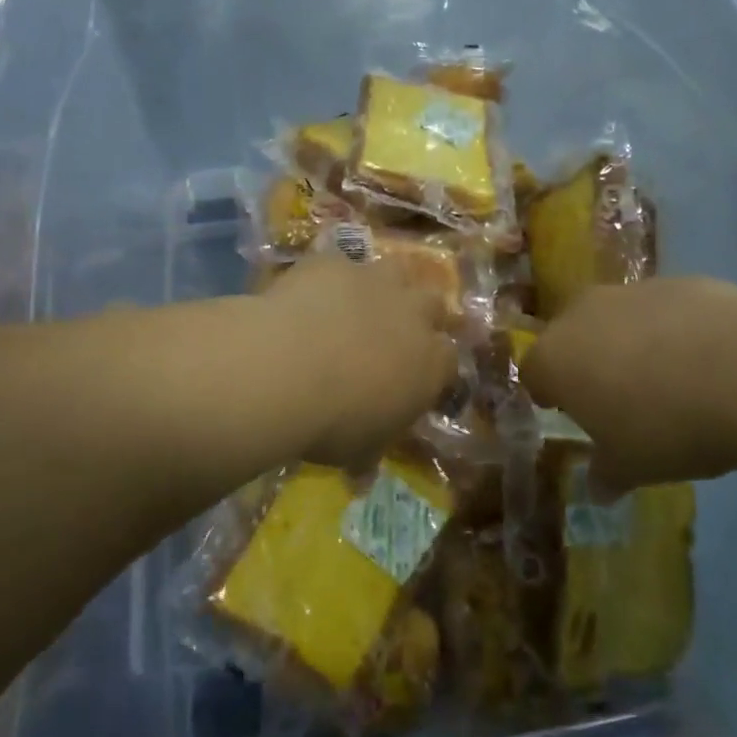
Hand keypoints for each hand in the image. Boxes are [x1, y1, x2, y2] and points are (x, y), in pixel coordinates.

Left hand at [262, 252, 458, 470]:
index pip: (448, 359)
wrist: (288, 368)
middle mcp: (413, 314)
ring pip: (396, 271)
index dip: (434, 364)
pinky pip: (340, 263)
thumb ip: (368, 453)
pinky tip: (310, 291)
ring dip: (385, 285)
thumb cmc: (333, 422)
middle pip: (434, 304)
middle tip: (396, 329)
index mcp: (430, 364)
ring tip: (361, 300)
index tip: (416, 375)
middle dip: (421, 314)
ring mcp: (375, 281)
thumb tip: (362, 474)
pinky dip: (331, 277)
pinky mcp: (335, 262)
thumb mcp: (357, 450)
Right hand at [523, 278, 736, 493]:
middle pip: (571, 336)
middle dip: (587, 362)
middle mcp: (582, 314)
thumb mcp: (631, 467)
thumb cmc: (666, 426)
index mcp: (555, 358)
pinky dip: (674, 330)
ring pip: (617, 318)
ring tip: (669, 380)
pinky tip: (708, 361)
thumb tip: (598, 489)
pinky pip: (663, 310)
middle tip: (617, 398)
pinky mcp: (679, 281)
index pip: (533, 372)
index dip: (549, 394)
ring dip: (630, 343)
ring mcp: (631, 291)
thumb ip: (606, 474)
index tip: (570, 414)